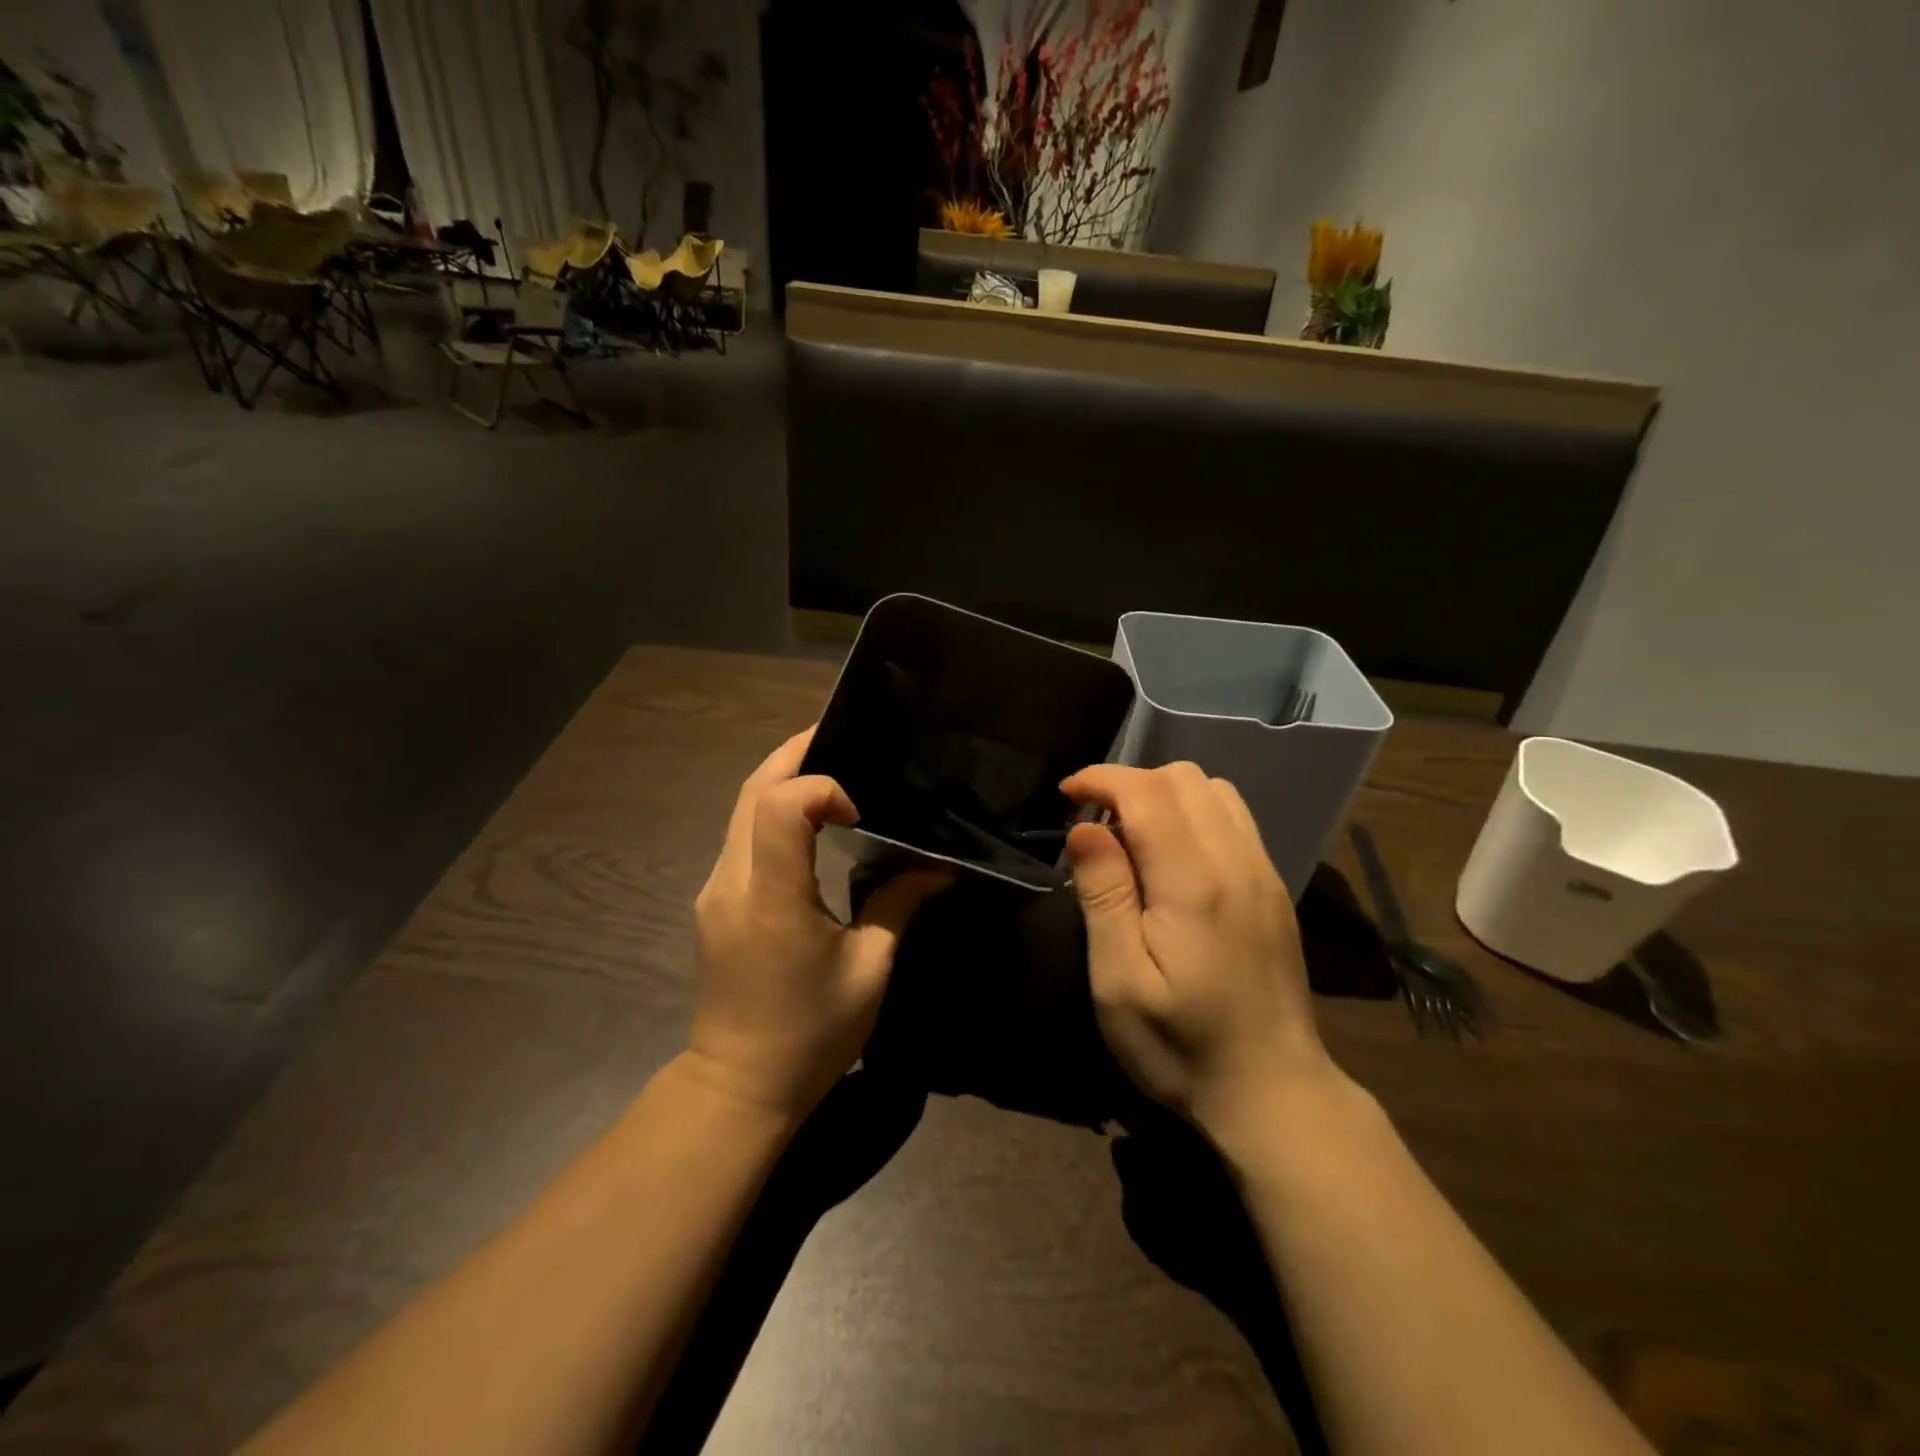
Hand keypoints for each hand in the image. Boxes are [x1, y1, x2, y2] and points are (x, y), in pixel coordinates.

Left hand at [688, 728, 948, 1121]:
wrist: (738, 1086)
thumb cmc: (811, 1035)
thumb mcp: (869, 970)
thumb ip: (900, 905)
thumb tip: (939, 868)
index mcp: (772, 898)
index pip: (780, 805)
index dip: (821, 788)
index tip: (859, 813)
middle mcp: (731, 882)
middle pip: (752, 790)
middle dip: (795, 753)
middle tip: (840, 735)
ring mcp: (714, 890)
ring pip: (740, 809)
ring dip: (782, 779)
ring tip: (831, 769)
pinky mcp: (713, 901)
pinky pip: (740, 835)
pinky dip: (772, 809)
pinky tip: (808, 819)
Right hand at [1060, 762, 1334, 1151]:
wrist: (1272, 1092)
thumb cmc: (1181, 1045)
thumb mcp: (1120, 982)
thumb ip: (1104, 896)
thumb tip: (1084, 828)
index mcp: (1194, 883)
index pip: (1146, 792)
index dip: (1100, 778)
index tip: (1066, 795)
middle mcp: (1236, 861)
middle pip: (1182, 777)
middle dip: (1129, 783)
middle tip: (1094, 824)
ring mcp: (1263, 872)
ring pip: (1213, 789)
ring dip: (1163, 794)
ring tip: (1131, 834)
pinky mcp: (1273, 887)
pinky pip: (1234, 817)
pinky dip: (1193, 811)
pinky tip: (1172, 854)